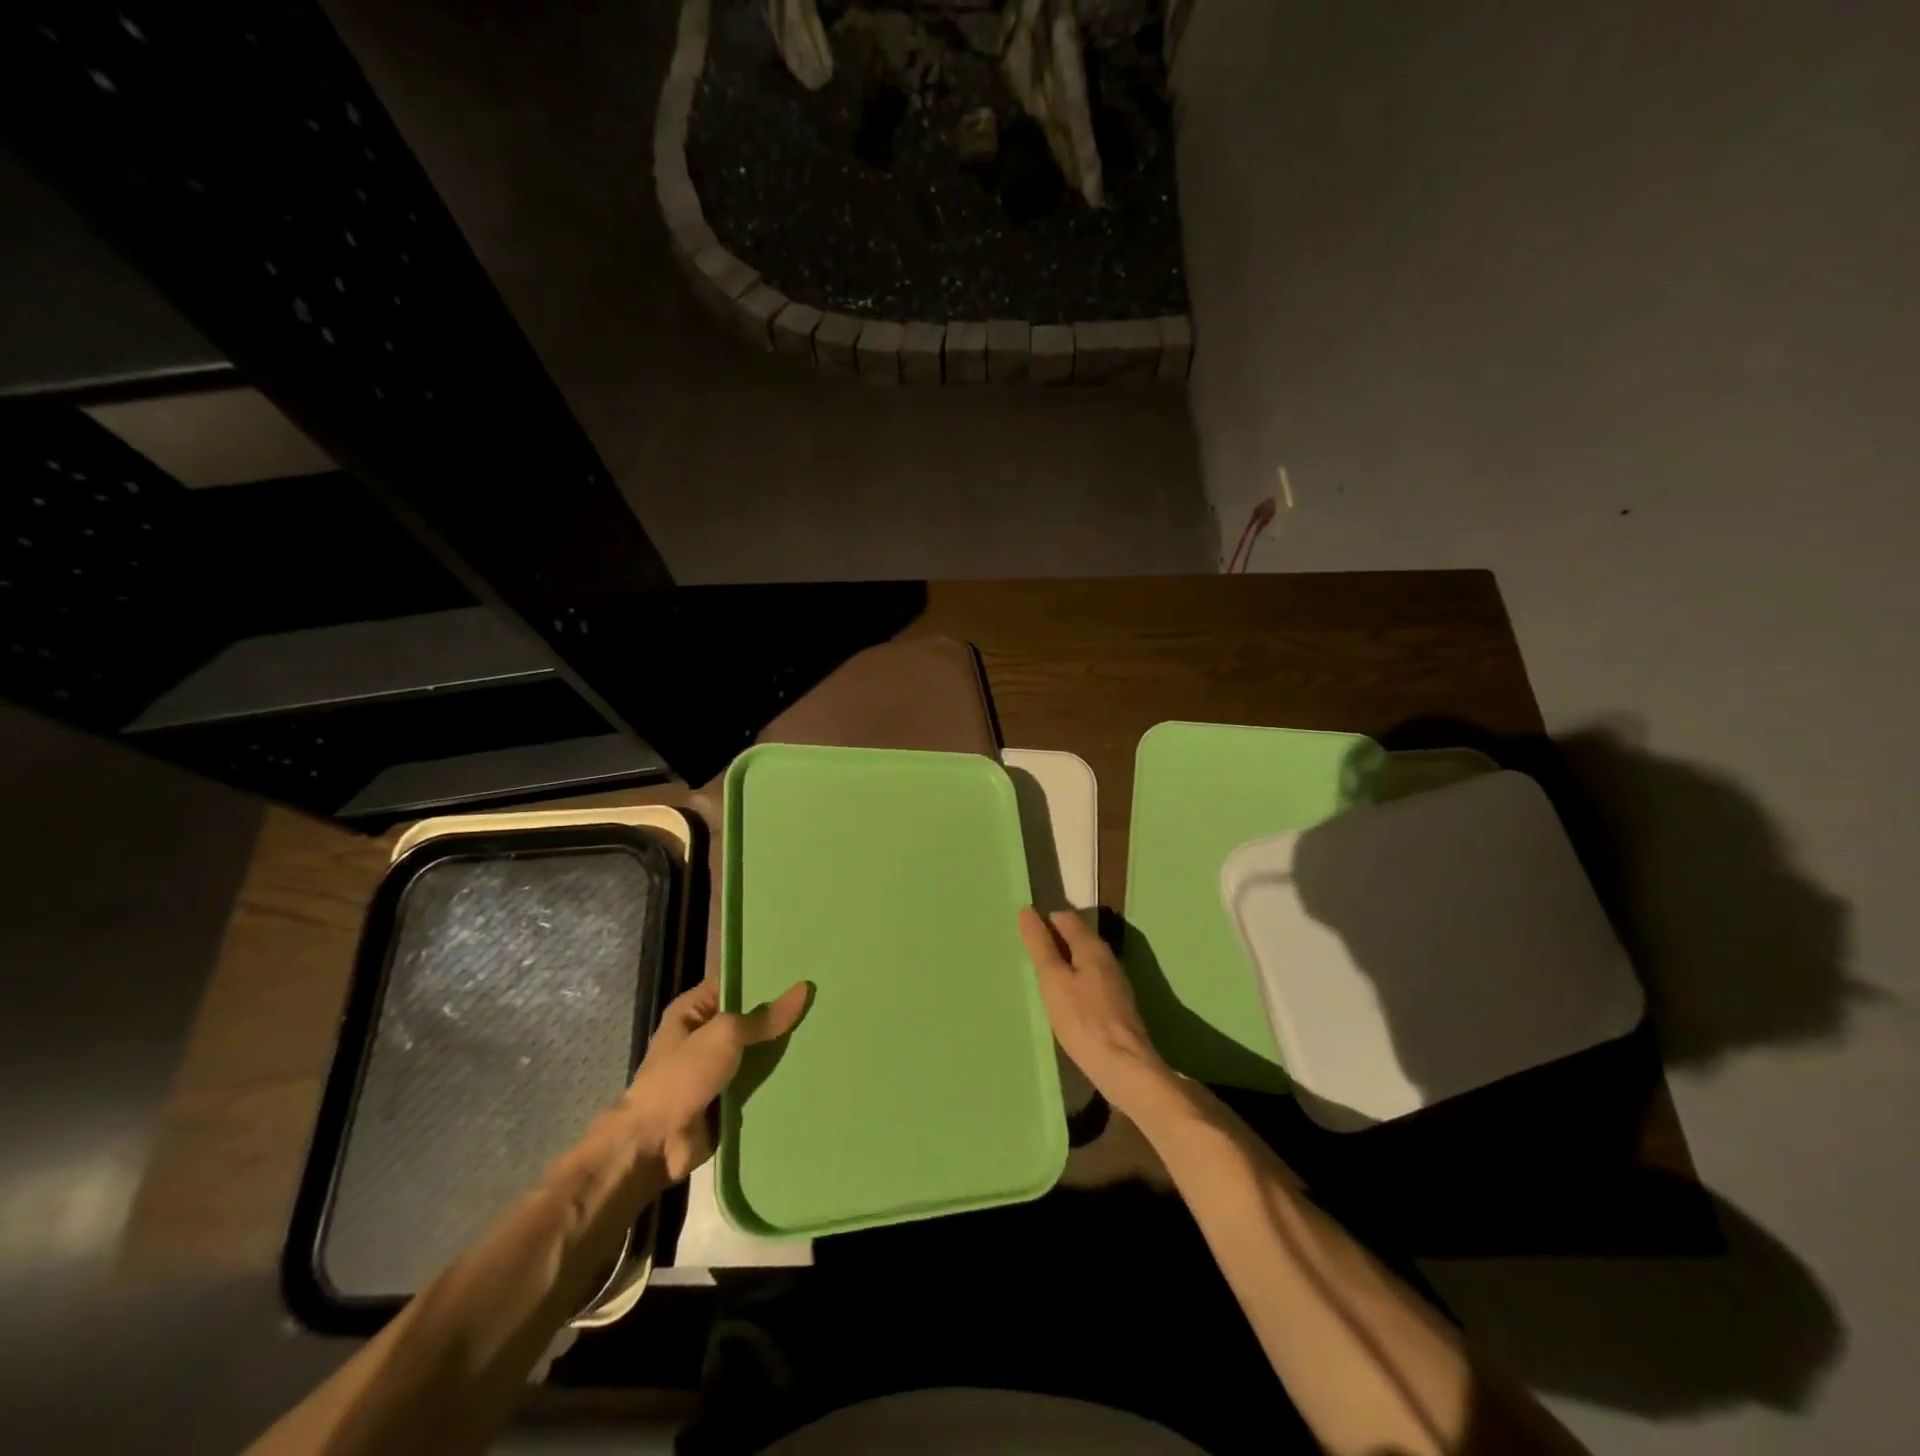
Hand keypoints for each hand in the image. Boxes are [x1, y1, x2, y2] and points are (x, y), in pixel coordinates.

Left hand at [621, 978, 809, 1182]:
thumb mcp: (725, 1035)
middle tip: (822, 1000)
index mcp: (692, 1010)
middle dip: (779, 1014)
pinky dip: (777, 1079)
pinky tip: (811, 1068)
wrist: (655, 1144)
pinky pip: (757, 1082)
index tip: (801, 970)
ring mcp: (714, 1069)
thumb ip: (765, 1017)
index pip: (734, 983)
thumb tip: (804, 989)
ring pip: (756, 1051)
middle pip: (749, 1018)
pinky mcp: (726, 1099)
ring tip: (824, 1032)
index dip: (764, 976)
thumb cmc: (683, 1076)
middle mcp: (703, 1036)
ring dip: (781, 1049)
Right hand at [1017, 907, 1171, 1116]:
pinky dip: (1074, 981)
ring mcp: (1115, 981)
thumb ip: (1040, 945)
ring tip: (1040, 978)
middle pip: (1076, 937)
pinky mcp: (1117, 1004)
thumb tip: (1027, 911)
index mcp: (1092, 946)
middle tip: (1027, 958)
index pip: (1065, 917)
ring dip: (1063, 963)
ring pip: (1084, 960)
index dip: (1043, 922)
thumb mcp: (1053, 980)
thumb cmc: (1083, 1020)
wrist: (1125, 1066)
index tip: (1023, 937)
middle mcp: (1107, 957)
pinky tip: (1063, 1001)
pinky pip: (1090, 980)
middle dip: (1053, 941)